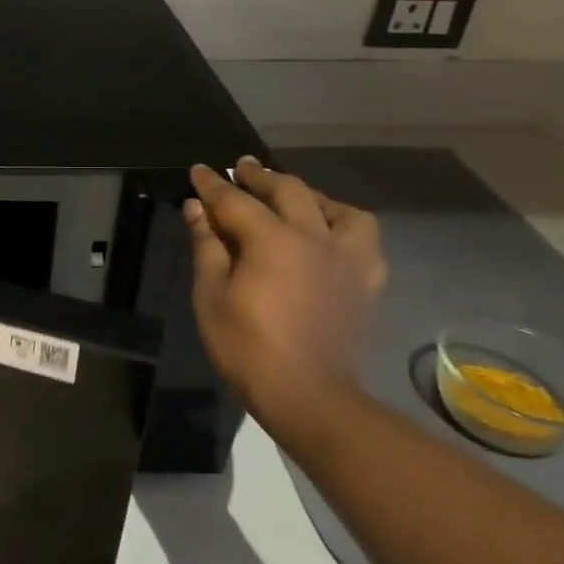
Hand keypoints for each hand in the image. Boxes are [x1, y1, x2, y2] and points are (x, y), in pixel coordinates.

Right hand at [184, 156, 386, 434]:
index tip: (198, 170)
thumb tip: (197, 207)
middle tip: (241, 168)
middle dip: (261, 176)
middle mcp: (315, 238)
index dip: (213, 184)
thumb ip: (207, 245)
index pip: (236, 200)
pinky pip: (363, 240)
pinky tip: (328, 236)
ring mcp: (347, 259)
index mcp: (273, 241)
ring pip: (337, 209)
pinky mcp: (366, 282)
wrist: (308, 395)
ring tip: (292, 198)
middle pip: (289, 190)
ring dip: (310, 196)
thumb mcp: (211, 295)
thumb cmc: (246, 347)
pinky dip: (343, 227)